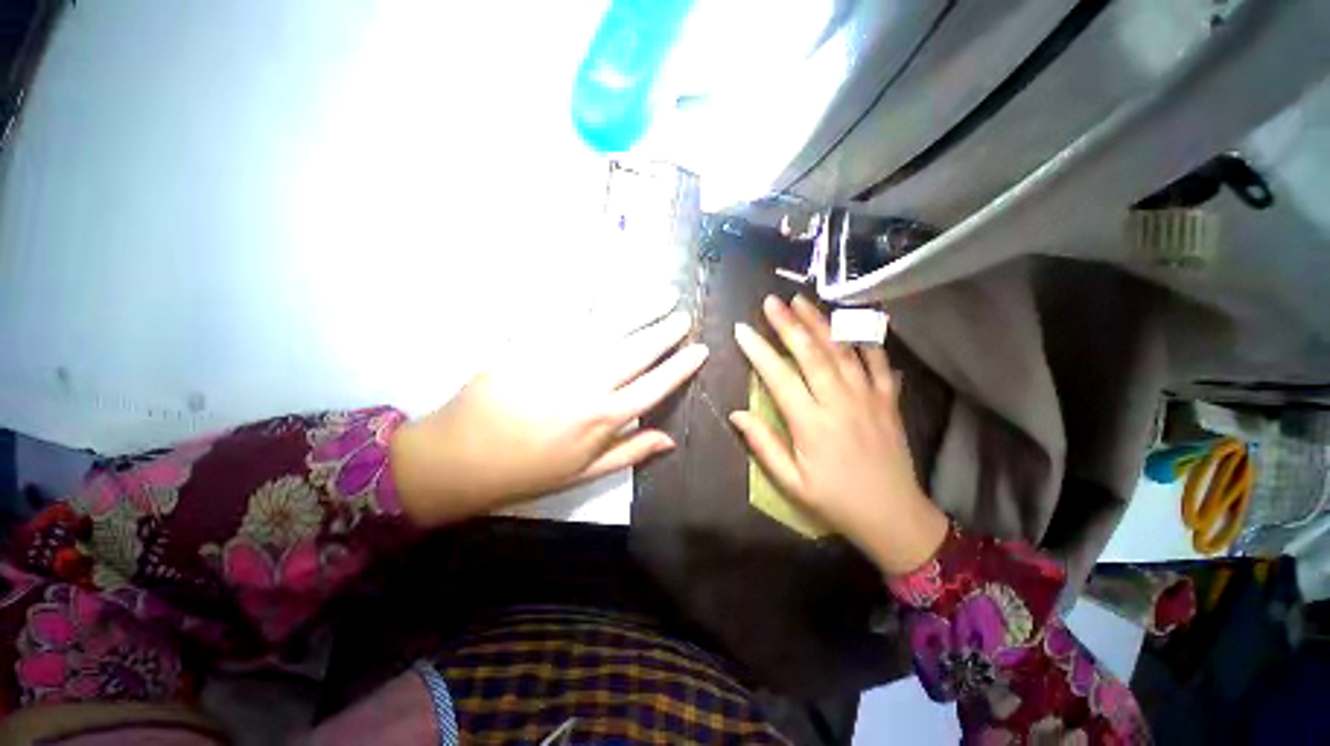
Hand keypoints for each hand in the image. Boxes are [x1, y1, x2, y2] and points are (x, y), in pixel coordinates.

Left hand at [390, 312, 706, 527]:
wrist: (461, 456)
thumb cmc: (528, 470)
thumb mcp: (585, 473)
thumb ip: (630, 452)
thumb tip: (671, 440)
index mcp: (605, 417)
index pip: (656, 385)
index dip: (681, 366)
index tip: (701, 349)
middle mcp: (591, 382)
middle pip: (639, 350)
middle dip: (666, 331)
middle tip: (684, 315)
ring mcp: (562, 357)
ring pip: (612, 327)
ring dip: (642, 309)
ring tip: (663, 294)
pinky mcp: (535, 342)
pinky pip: (569, 314)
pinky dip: (594, 299)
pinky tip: (612, 288)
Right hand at [730, 295, 947, 574]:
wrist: (894, 517)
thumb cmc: (835, 500)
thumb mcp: (791, 482)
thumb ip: (763, 445)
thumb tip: (736, 413)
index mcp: (811, 423)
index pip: (778, 377)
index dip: (758, 350)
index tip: (741, 329)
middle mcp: (839, 402)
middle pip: (812, 353)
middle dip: (789, 323)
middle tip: (772, 300)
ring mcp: (868, 397)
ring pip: (843, 350)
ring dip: (822, 322)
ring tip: (803, 301)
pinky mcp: (888, 400)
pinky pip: (879, 362)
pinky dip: (867, 339)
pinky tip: (854, 322)